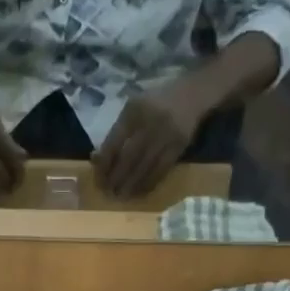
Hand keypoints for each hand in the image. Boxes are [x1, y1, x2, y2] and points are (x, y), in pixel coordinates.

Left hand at [95, 82, 204, 197]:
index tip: (98, 179)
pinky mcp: (179, 146)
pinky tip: (140, 192)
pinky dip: (149, 183)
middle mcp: (149, 122)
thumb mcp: (133, 108)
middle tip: (108, 192)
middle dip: (117, 178)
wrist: (192, 94)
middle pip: (128, 157)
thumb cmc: (155, 102)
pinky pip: (161, 170)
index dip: (105, 164)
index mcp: (133, 111)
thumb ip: (116, 131)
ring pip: (145, 166)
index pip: (114, 142)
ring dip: (132, 185)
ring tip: (121, 196)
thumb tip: (97, 159)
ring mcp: (166, 135)